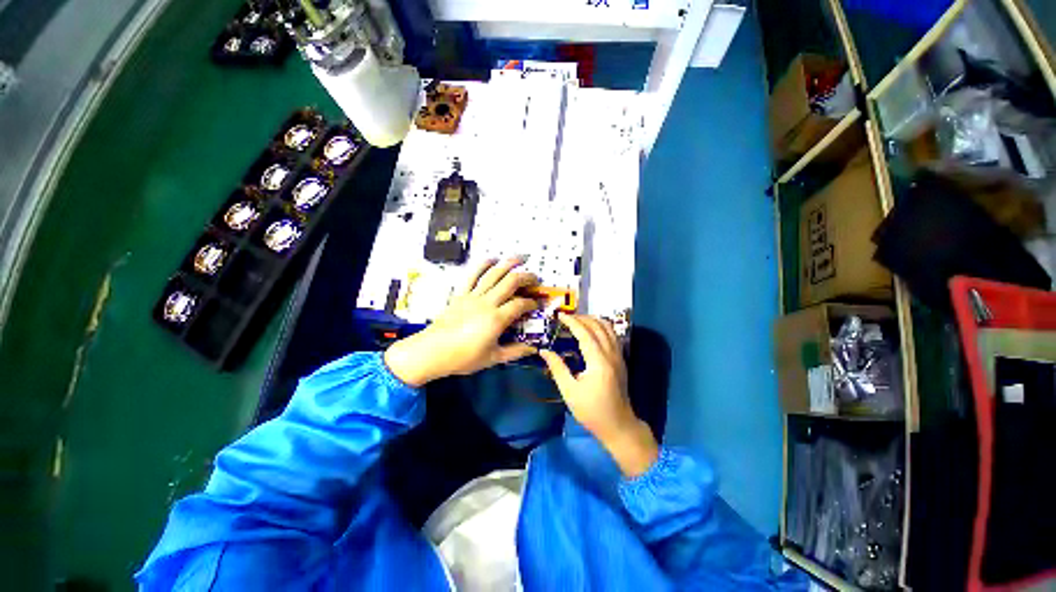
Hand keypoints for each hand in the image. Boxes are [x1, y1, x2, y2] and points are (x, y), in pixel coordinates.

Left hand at [384, 257, 539, 386]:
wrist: (432, 352)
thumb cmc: (463, 358)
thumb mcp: (492, 358)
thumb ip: (515, 352)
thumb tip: (534, 349)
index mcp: (496, 319)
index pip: (521, 304)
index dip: (533, 303)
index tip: (538, 304)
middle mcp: (487, 302)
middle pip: (511, 282)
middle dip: (526, 277)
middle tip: (535, 278)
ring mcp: (473, 295)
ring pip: (494, 273)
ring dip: (509, 263)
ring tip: (521, 258)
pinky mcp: (461, 293)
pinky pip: (473, 274)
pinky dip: (483, 264)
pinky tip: (492, 259)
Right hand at [539, 314, 658, 476]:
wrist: (618, 426)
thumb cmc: (591, 411)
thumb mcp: (569, 391)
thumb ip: (557, 368)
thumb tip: (544, 351)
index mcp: (598, 362)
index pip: (585, 333)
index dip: (572, 322)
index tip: (560, 315)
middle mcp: (611, 354)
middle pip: (598, 327)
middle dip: (582, 318)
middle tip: (567, 317)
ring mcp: (619, 356)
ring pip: (609, 329)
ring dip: (593, 321)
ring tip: (578, 320)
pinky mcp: (621, 360)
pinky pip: (613, 336)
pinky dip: (601, 328)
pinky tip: (592, 331)